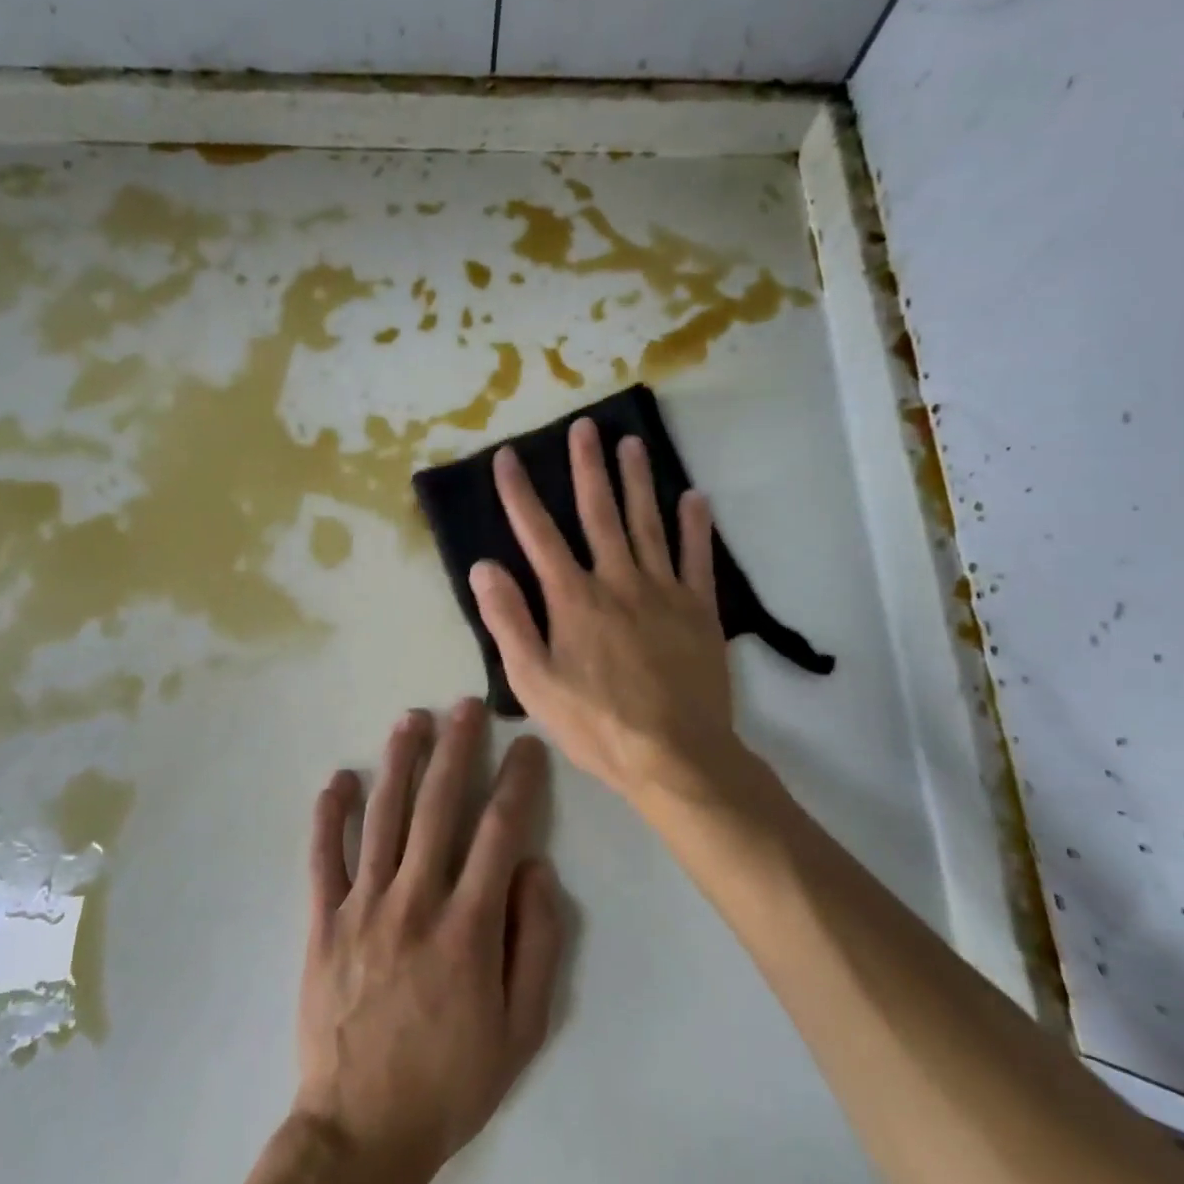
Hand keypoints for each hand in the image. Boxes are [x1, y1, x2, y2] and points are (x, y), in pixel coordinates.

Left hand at [293, 700, 563, 1183]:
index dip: (518, 783)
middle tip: (467, 706)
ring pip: (383, 817)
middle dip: (457, 749)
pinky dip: (329, 815)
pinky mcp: (322, 921)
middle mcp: (415, 901)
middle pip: (439, 807)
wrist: (361, 1132)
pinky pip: (323, 857)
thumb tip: (535, 869)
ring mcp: (362, 907)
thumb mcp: (521, 1031)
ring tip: (412, 719)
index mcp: (468, 928)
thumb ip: (536, 944)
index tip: (528, 747)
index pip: (500, 833)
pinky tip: (338, 778)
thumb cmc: (450, 1081)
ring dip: (399, 762)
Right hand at [469, 419, 740, 804]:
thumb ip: (509, 620)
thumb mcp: (534, 682)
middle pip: (599, 513)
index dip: (520, 493)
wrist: (676, 756)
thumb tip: (485, 566)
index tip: (508, 457)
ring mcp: (663, 591)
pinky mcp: (699, 609)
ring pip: (647, 523)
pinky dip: (695, 526)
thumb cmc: (596, 724)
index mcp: (573, 598)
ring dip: (637, 481)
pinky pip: (697, 558)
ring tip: (631, 443)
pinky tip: (694, 497)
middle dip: (587, 467)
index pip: (539, 534)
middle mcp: (617, 581)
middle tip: (584, 427)